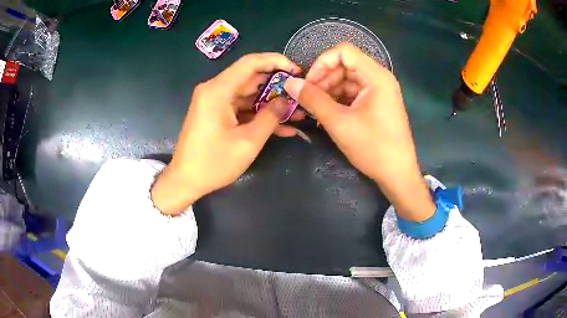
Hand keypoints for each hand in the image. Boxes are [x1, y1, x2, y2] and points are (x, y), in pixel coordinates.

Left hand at [152, 53, 302, 214]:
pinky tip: (281, 126)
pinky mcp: (216, 113)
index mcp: (218, 90)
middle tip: (300, 95)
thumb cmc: (213, 163)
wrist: (185, 181)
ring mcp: (215, 102)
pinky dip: (258, 114)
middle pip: (251, 78)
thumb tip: (286, 101)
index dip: (276, 61)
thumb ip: (270, 117)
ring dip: (271, 103)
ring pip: (249, 94)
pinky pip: (241, 107)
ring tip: (297, 113)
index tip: (296, 69)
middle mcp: (214, 90)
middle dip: (277, 86)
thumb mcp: (248, 141)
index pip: (250, 62)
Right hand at [284, 43, 433, 220]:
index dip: (322, 62)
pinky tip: (328, 112)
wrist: (398, 174)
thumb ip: (313, 100)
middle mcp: (380, 78)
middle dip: (324, 78)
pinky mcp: (378, 102)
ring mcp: (380, 90)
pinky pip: (354, 91)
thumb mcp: (339, 123)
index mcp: (376, 76)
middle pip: (345, 64)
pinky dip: (339, 98)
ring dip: (329, 89)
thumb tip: (290, 83)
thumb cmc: (373, 148)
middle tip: (309, 98)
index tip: (308, 82)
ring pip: (348, 78)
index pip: (344, 52)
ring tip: (316, 108)